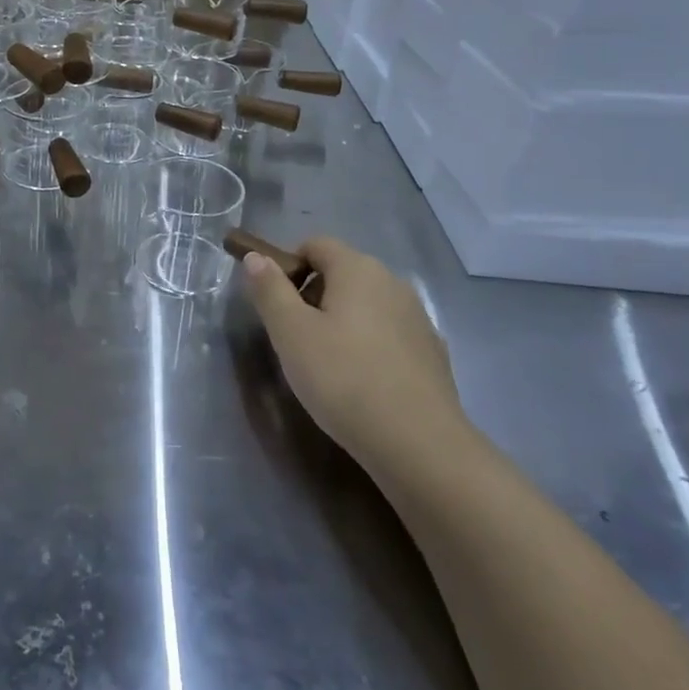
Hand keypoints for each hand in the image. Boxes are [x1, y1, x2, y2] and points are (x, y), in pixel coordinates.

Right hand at [242, 237, 464, 475]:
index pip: (315, 244)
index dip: (289, 266)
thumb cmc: (344, 379)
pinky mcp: (433, 353)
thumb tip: (255, 258)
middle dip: (314, 296)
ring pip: (367, 305)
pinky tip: (363, 384)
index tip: (276, 305)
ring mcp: (418, 317)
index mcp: (357, 268)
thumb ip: (270, 290)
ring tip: (328, 366)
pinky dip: (371, 347)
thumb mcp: (291, 333)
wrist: (420, 445)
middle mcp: (392, 282)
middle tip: (296, 339)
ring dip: (343, 322)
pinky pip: (390, 335)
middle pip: (342, 273)